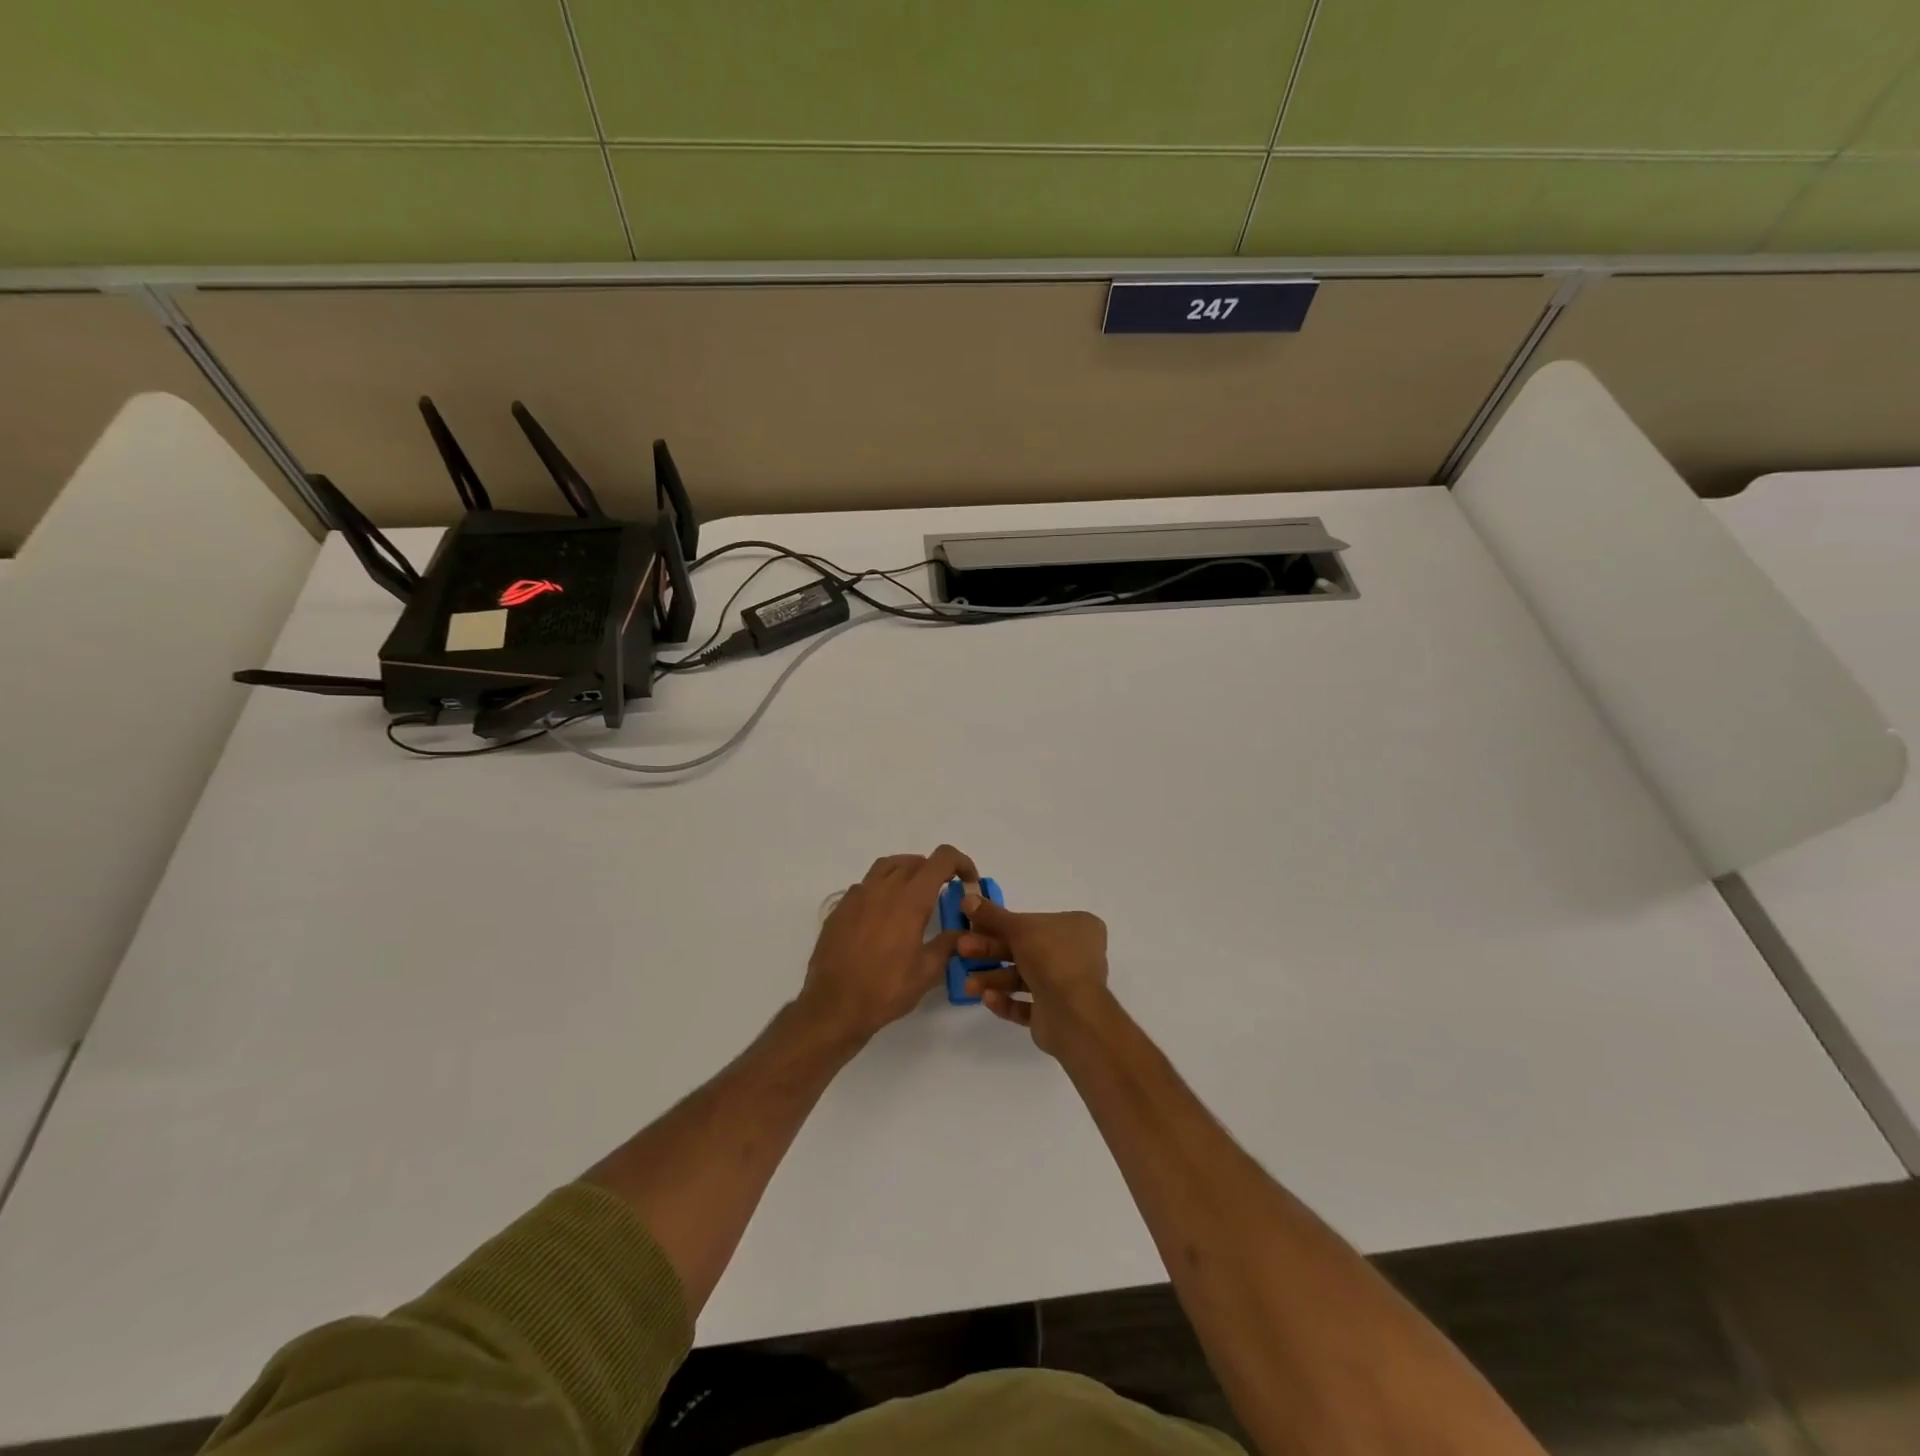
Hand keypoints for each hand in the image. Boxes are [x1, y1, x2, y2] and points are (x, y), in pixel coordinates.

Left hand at [799, 845, 977, 1042]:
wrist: (834, 1006)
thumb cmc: (885, 989)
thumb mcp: (927, 972)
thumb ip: (948, 944)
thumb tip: (962, 931)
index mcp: (910, 899)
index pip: (942, 859)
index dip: (961, 863)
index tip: (968, 882)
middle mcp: (884, 888)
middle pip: (915, 861)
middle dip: (935, 871)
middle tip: (944, 892)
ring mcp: (857, 896)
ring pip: (887, 867)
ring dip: (907, 872)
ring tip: (915, 895)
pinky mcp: (840, 908)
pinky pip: (865, 885)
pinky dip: (881, 888)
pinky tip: (883, 914)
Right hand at [959, 896, 1110, 1055]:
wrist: (1072, 1014)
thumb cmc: (1051, 959)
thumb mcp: (1018, 928)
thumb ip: (992, 915)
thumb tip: (967, 898)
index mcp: (1078, 927)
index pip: (1035, 920)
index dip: (1002, 923)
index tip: (976, 925)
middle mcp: (1075, 954)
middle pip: (1025, 948)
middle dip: (991, 951)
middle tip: (963, 949)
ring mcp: (1067, 985)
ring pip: (1023, 977)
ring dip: (994, 978)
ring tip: (969, 985)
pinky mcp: (1056, 1012)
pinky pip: (1026, 1004)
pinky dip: (1006, 1001)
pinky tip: (987, 998)